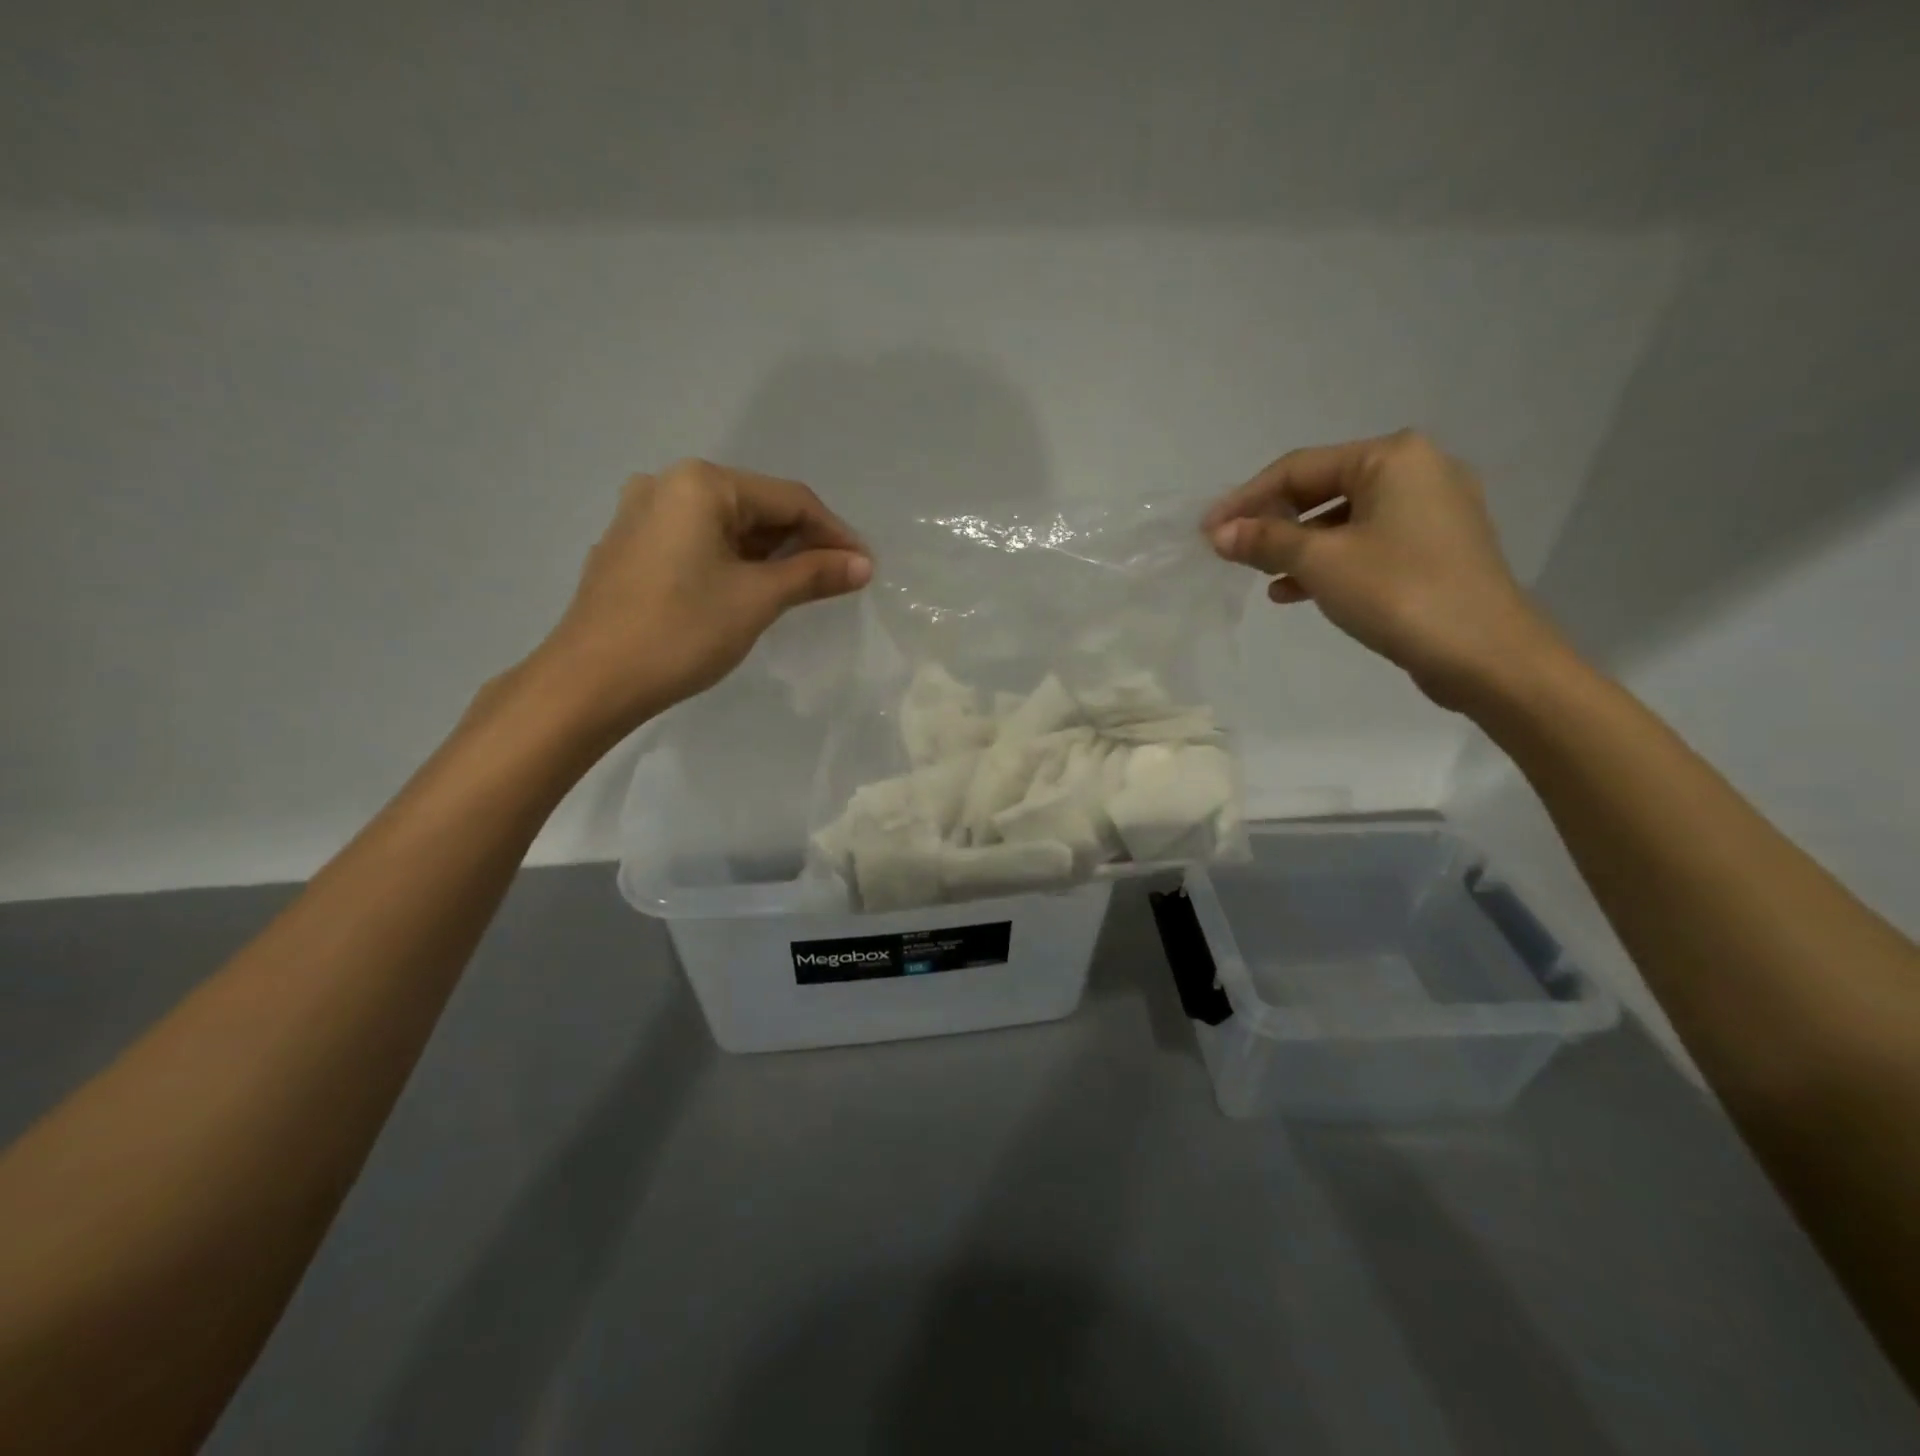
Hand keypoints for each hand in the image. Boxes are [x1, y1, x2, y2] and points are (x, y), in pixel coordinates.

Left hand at [525, 460, 870, 740]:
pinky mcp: (630, 547)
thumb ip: (813, 575)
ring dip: (768, 553)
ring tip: (801, 587)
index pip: (789, 499)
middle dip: (801, 542)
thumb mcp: (757, 600)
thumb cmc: (680, 632)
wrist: (590, 682)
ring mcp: (642, 515)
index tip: (865, 566)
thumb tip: (862, 564)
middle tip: (837, 579)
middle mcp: (667, 484)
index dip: (834, 533)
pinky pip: (697, 542)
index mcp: (701, 483)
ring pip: (726, 526)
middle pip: (756, 507)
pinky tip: (748, 589)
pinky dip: (732, 561)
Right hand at [1205, 431, 1567, 711]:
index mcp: (1392, 457)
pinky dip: (1328, 562)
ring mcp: (1431, 510)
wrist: (1485, 654)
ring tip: (1259, 575)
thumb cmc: (1398, 593)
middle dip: (1272, 523)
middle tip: (1231, 551)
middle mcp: (1416, 470)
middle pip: (1321, 489)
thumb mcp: (1321, 562)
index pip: (1298, 468)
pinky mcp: (1434, 548)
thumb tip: (1220, 533)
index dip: (1245, 499)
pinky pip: (1366, 543)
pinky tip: (1294, 591)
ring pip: (1342, 520)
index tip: (1206, 530)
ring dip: (1296, 546)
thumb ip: (1266, 540)